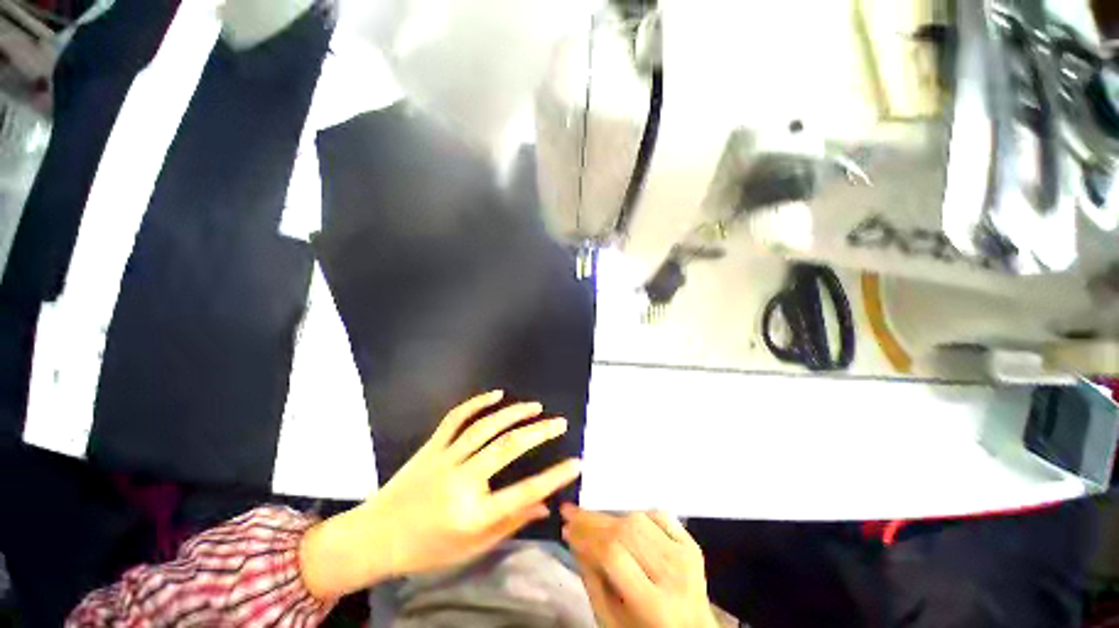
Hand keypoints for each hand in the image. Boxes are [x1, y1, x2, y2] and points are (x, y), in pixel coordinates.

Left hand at [300, 391, 580, 598]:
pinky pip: (457, 418)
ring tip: (536, 407)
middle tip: (559, 422)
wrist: (375, 536)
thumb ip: (510, 523)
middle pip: (507, 449)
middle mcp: (461, 481)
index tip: (576, 463)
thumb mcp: (472, 547)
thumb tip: (544, 505)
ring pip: (485, 427)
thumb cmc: (426, 549)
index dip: (553, 477)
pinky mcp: (432, 445)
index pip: (523, 493)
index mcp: (472, 515)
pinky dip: (477, 403)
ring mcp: (444, 458)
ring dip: (514, 413)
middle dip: (538, 433)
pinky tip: (496, 395)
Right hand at [561, 505, 717, 627]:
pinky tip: (625, 522)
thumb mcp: (611, 620)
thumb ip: (592, 579)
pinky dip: (639, 514)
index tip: (566, 526)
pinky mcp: (693, 545)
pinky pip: (660, 515)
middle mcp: (674, 576)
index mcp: (654, 606)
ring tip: (593, 521)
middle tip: (572, 514)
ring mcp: (687, 557)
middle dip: (594, 520)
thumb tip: (574, 536)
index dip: (586, 536)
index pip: (614, 555)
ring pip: (640, 519)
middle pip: (627, 532)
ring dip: (611, 516)